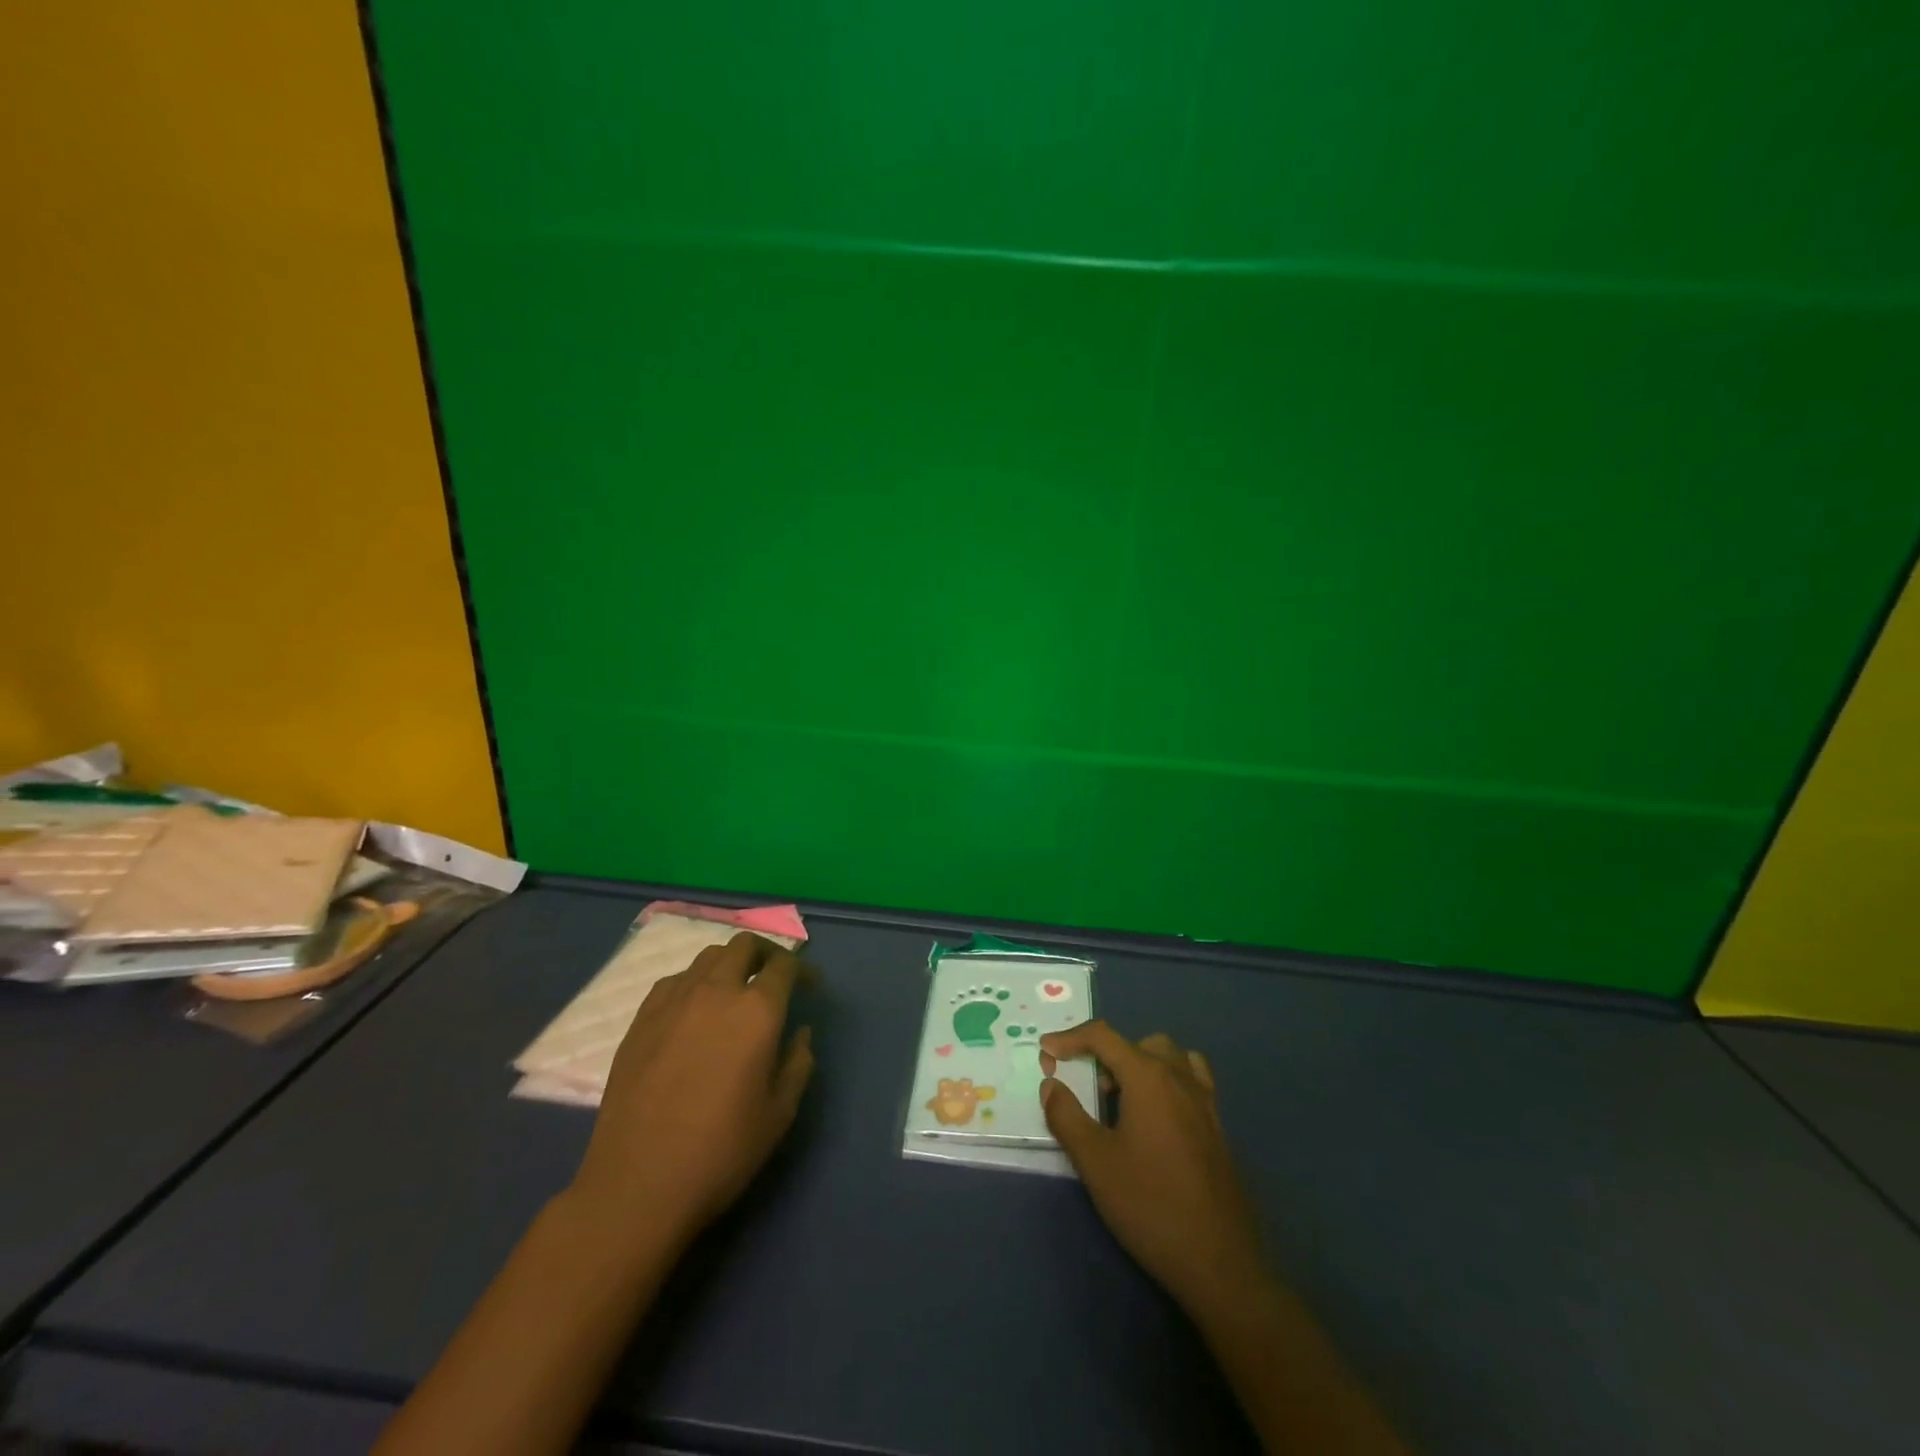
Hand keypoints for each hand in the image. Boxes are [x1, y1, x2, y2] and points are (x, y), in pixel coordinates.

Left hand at [569, 932, 815, 1248]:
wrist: (638, 1185)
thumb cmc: (721, 1152)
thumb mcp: (779, 1114)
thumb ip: (797, 1063)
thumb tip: (799, 1033)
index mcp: (757, 1011)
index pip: (785, 965)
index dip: (803, 970)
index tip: (810, 986)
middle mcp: (716, 992)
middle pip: (744, 945)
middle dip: (765, 954)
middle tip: (773, 978)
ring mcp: (674, 1002)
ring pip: (708, 957)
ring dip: (730, 964)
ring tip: (735, 991)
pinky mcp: (641, 1019)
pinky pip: (675, 981)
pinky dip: (694, 982)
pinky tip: (694, 1010)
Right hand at [1040, 1021, 1265, 1317]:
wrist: (1218, 1261)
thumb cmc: (1149, 1205)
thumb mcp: (1095, 1162)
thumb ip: (1067, 1116)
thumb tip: (1051, 1084)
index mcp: (1148, 1077)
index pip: (1103, 1036)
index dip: (1070, 1038)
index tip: (1046, 1051)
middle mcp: (1179, 1077)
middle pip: (1138, 1043)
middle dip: (1107, 1054)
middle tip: (1090, 1089)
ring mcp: (1204, 1101)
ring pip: (1170, 1057)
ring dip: (1141, 1064)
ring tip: (1122, 1101)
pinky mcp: (1218, 1127)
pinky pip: (1192, 1080)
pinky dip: (1168, 1081)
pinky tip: (1157, 1117)